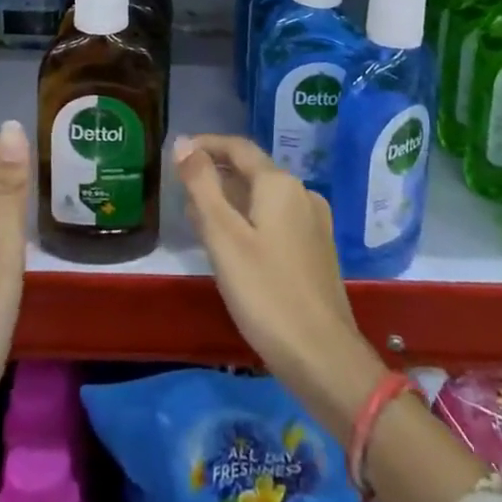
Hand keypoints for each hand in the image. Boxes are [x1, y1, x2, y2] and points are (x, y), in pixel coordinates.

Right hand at [172, 133, 387, 435]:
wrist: (324, 358)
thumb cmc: (266, 293)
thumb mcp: (223, 237)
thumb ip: (202, 186)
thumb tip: (182, 143)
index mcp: (280, 184)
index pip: (238, 147)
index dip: (206, 145)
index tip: (177, 153)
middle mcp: (302, 193)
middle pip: (253, 170)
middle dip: (217, 174)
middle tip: (183, 190)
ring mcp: (315, 222)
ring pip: (265, 197)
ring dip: (232, 199)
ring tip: (201, 219)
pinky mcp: (318, 250)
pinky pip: (278, 219)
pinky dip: (251, 219)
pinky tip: (235, 245)